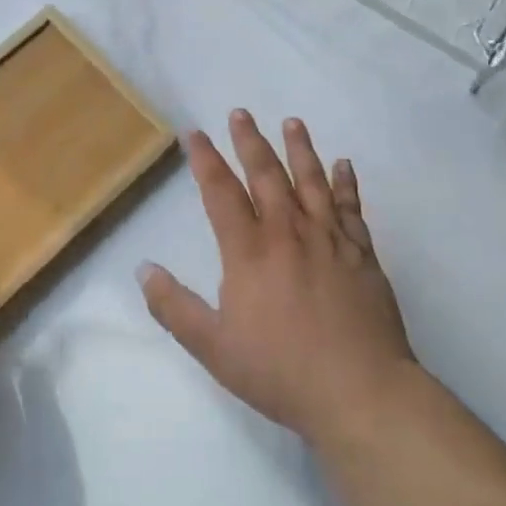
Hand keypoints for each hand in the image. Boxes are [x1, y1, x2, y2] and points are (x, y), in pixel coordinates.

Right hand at [140, 110, 415, 444]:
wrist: (359, 392)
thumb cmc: (280, 370)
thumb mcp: (212, 347)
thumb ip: (174, 307)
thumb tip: (143, 269)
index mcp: (249, 251)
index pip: (221, 192)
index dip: (205, 159)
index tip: (194, 133)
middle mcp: (288, 233)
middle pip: (265, 175)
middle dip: (249, 141)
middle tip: (240, 113)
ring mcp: (329, 240)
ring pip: (311, 181)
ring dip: (299, 148)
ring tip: (292, 122)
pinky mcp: (362, 254)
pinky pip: (351, 208)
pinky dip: (346, 183)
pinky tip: (343, 164)